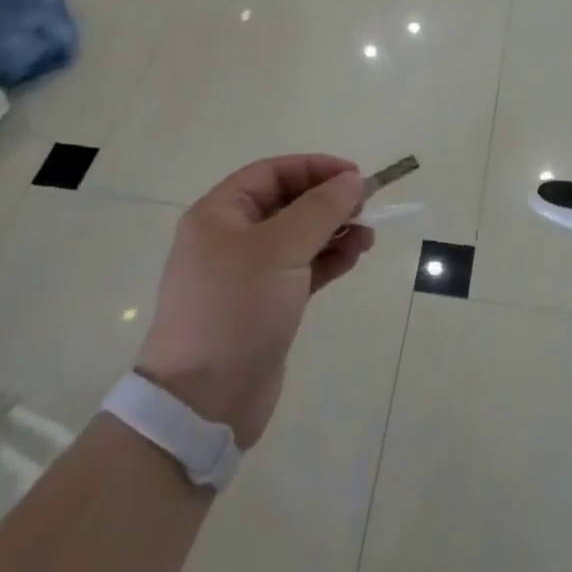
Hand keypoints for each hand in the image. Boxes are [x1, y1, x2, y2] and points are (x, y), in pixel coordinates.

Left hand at [136, 155, 374, 447]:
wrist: (204, 403)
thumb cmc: (236, 310)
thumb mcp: (281, 249)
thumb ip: (321, 209)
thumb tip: (352, 180)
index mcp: (219, 214)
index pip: (272, 173)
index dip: (315, 168)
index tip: (355, 176)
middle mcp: (230, 238)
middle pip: (287, 203)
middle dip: (328, 202)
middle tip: (366, 208)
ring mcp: (247, 274)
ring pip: (298, 237)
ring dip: (334, 232)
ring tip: (367, 238)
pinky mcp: (265, 305)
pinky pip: (301, 268)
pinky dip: (327, 260)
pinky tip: (353, 258)